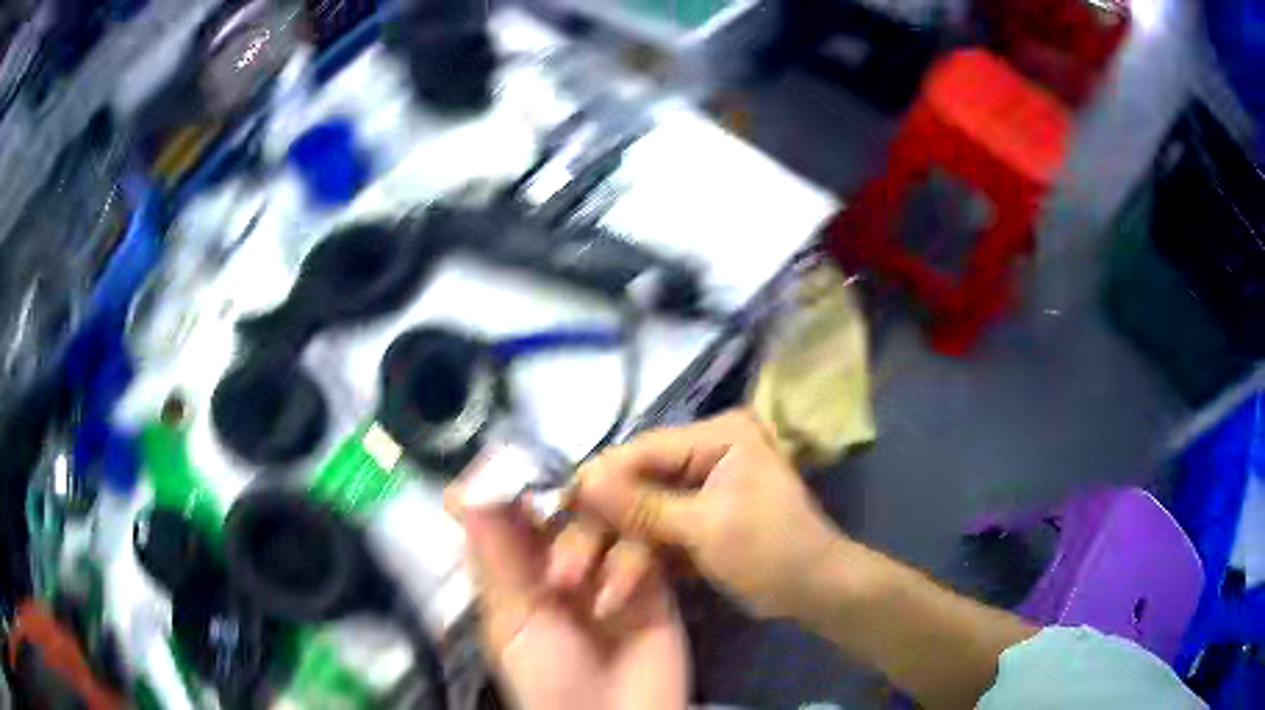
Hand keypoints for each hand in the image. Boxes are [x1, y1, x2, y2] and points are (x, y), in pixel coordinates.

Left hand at [458, 503, 688, 709]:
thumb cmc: (548, 678)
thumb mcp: (513, 622)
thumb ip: (495, 558)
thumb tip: (460, 492)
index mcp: (517, 569)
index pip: (512, 510)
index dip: (511, 482)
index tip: (513, 459)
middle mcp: (562, 560)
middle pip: (563, 504)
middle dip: (556, 511)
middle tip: (551, 517)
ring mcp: (609, 568)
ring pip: (604, 518)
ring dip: (587, 543)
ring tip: (574, 584)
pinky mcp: (652, 582)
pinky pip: (643, 547)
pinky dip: (628, 566)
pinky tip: (614, 602)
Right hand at [576, 409, 841, 618]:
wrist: (816, 592)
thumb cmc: (772, 551)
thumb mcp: (708, 527)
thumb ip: (643, 505)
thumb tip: (583, 478)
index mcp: (719, 437)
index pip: (644, 451)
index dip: (599, 481)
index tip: (558, 509)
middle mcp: (705, 454)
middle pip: (637, 486)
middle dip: (606, 530)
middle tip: (569, 566)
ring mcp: (699, 490)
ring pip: (642, 516)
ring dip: (621, 555)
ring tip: (600, 595)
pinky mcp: (696, 522)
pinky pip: (657, 535)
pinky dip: (640, 563)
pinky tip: (616, 592)